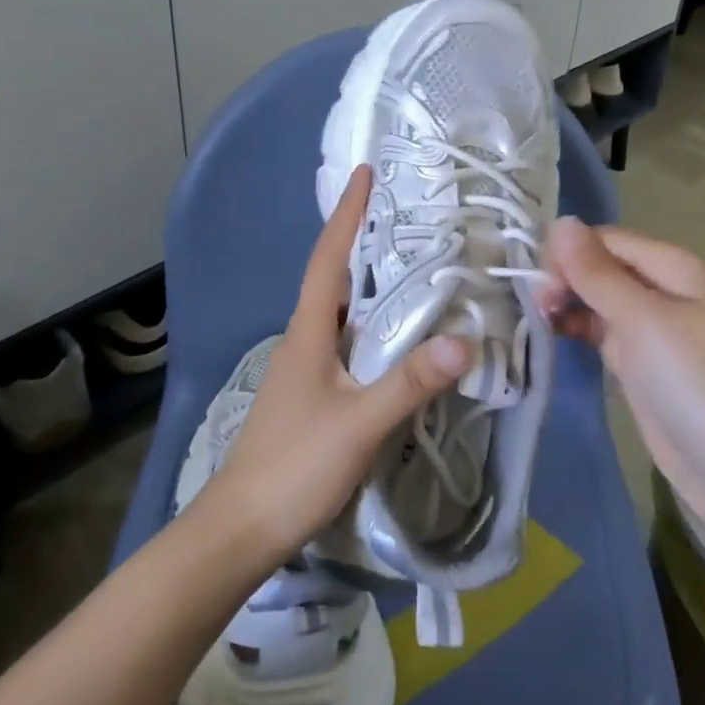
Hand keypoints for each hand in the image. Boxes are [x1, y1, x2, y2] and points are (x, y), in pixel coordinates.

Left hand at [199, 165, 469, 563]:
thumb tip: (464, 340)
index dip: (346, 215)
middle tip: (400, 214)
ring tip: (407, 265)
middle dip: (360, 240)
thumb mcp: (359, 424)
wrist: (240, 530)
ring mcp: (302, 369)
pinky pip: (343, 342)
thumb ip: (410, 383)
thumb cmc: (294, 467)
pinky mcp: (309, 394)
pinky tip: (393, 337)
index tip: (363, 174)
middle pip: (332, 277)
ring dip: (366, 282)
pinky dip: (368, 324)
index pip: (328, 259)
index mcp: (308, 332)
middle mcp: (302, 340)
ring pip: (338, 312)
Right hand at [540, 219, 704, 557]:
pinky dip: (580, 332)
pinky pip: (605, 335)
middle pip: (603, 267)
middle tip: (536, 308)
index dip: (569, 253)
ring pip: (601, 301)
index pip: (607, 239)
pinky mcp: (645, 369)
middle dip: (566, 278)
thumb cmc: (698, 386)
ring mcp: (655, 332)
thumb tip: (561, 221)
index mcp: (674, 267)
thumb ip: (598, 273)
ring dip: (569, 304)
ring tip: (538, 322)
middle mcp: (665, 291)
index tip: (536, 284)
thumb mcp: (644, 321)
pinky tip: (555, 338)